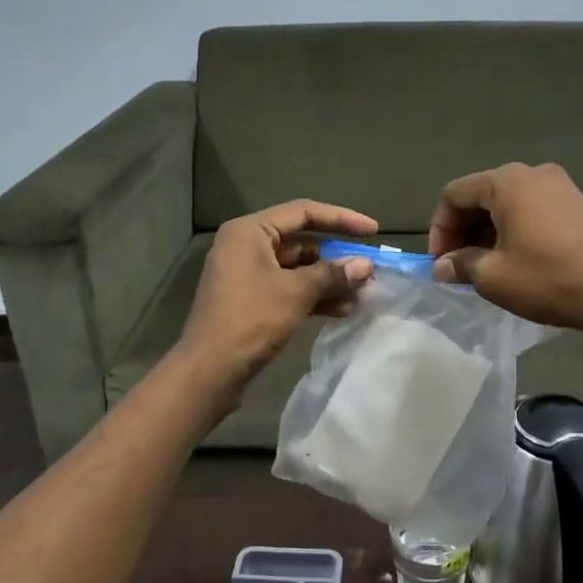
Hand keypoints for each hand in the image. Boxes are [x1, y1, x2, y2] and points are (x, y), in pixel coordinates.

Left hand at [178, 200, 376, 392]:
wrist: (210, 370)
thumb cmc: (250, 320)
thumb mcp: (296, 293)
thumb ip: (332, 274)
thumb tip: (366, 265)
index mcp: (249, 231)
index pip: (303, 212)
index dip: (341, 219)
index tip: (372, 231)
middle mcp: (246, 245)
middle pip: (301, 240)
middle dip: (336, 256)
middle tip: (369, 269)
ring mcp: (247, 274)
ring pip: (297, 268)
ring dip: (328, 279)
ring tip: (361, 294)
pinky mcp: (251, 300)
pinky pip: (289, 288)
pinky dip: (313, 296)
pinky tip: (341, 310)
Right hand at [428, 163, 582, 331]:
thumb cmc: (548, 278)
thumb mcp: (494, 276)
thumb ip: (461, 265)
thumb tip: (442, 267)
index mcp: (506, 182)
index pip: (454, 195)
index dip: (439, 229)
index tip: (441, 264)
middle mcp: (533, 173)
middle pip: (481, 196)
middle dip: (463, 231)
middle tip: (459, 268)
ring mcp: (560, 186)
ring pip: (507, 204)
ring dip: (488, 233)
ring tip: (486, 269)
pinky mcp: (578, 204)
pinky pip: (532, 211)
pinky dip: (514, 231)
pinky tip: (516, 262)